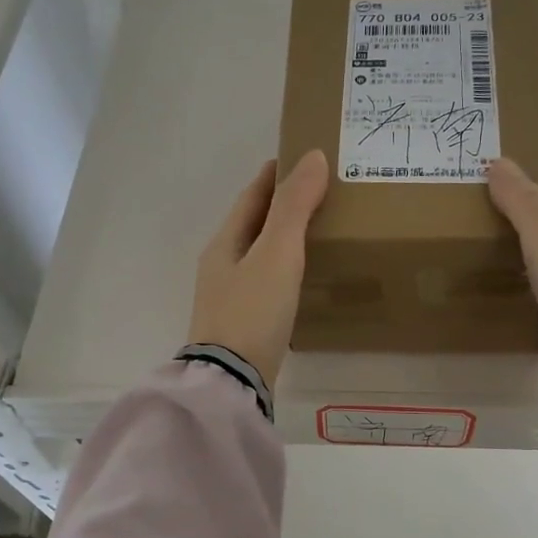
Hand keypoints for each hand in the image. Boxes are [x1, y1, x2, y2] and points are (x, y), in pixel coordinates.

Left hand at [187, 150, 329, 388]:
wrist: (232, 380)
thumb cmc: (252, 311)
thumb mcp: (276, 253)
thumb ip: (294, 206)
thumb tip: (313, 156)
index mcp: (224, 243)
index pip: (250, 198)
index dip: (273, 177)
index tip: (296, 159)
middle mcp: (221, 267)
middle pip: (252, 226)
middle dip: (279, 207)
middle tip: (316, 194)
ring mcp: (229, 298)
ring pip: (258, 256)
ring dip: (282, 240)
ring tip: (316, 232)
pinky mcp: (242, 324)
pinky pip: (265, 283)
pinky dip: (284, 270)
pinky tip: (301, 280)